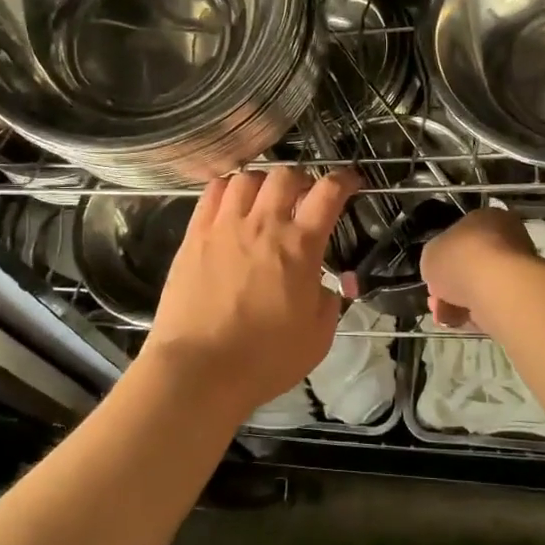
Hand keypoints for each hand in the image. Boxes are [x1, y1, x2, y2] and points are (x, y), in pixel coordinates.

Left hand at [145, 167, 359, 420]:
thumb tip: (330, 285)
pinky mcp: (194, 235)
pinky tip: (231, 203)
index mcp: (300, 246)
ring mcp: (225, 226)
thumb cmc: (265, 358)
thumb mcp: (318, 337)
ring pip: (247, 178)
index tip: (350, 182)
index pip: (328, 193)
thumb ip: (330, 302)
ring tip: (264, 200)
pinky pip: (212, 193)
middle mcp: (263, 225)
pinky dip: (227, 188)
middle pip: (285, 175)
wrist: (199, 369)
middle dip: (301, 180)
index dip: (344, 180)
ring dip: (263, 183)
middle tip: (304, 198)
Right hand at [420, 207, 539, 329]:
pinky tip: (456, 322)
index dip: (443, 256)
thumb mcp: (430, 253)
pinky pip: (491, 305)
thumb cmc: (461, 258)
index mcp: (487, 218)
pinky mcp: (522, 297)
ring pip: (479, 287)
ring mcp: (517, 269)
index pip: (462, 234)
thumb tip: (441, 270)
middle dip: (449, 284)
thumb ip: (435, 259)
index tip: (432, 273)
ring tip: (441, 315)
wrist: (498, 288)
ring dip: (457, 302)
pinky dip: (473, 314)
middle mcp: (507, 239)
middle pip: (470, 263)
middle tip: (434, 299)